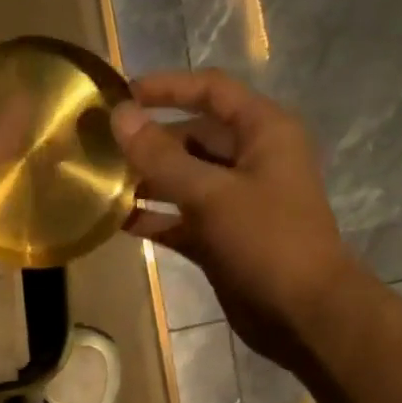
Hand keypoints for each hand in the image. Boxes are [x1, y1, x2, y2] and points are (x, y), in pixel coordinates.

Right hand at [111, 69, 360, 364]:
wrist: (302, 314)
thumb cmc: (267, 242)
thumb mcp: (211, 194)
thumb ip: (161, 156)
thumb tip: (119, 116)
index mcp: (263, 132)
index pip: (211, 91)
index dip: (167, 88)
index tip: (121, 95)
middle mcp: (250, 160)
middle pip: (193, 136)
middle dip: (149, 140)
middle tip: (99, 147)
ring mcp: (235, 202)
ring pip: (184, 180)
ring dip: (146, 181)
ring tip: (100, 182)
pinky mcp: (221, 239)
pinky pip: (181, 219)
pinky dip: (154, 218)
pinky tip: (117, 221)